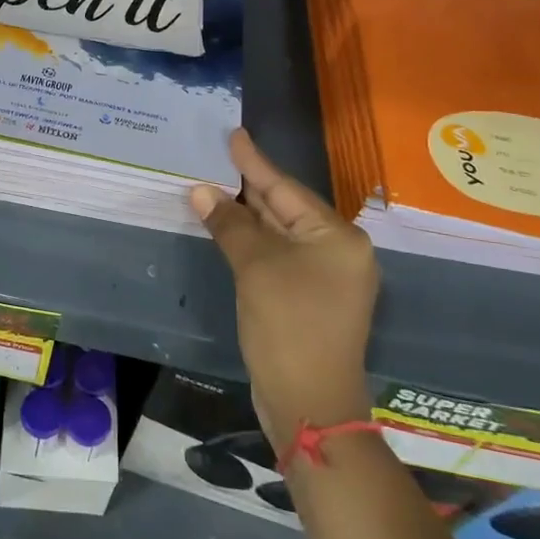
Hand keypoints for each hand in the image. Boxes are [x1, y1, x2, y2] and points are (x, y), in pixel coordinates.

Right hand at [191, 129, 378, 453]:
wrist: (310, 404)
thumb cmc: (289, 326)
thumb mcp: (256, 268)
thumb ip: (230, 225)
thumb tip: (201, 191)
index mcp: (337, 237)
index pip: (286, 189)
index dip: (254, 162)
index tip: (234, 134)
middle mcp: (338, 251)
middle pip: (285, 208)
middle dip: (249, 187)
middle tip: (216, 157)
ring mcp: (325, 277)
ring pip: (279, 233)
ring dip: (246, 215)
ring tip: (214, 185)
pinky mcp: (309, 298)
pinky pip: (277, 256)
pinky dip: (252, 242)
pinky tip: (228, 228)